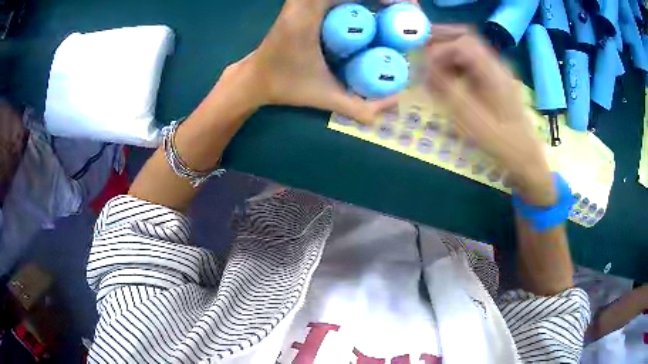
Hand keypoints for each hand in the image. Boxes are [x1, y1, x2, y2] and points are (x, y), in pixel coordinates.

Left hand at [231, 0, 401, 123]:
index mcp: (305, 16)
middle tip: (407, 8)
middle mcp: (303, 2)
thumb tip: (397, 103)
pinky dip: (359, 1)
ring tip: (396, 10)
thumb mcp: (325, 97)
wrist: (256, 78)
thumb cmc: (285, 86)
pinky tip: (376, 9)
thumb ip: (360, 107)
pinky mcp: (306, 3)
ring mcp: (303, 1)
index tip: (406, 7)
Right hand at [425, 26, 554, 204]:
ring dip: (448, 54)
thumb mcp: (470, 117)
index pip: (464, 43)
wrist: (524, 156)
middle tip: (422, 52)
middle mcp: (496, 66)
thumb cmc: (500, 141)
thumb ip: (447, 89)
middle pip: (466, 39)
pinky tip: (448, 78)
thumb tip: (425, 69)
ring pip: (469, 51)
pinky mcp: (496, 82)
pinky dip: (457, 65)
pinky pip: (473, 64)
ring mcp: (497, 73)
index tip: (426, 66)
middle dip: (442, 43)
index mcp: (493, 72)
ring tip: (432, 66)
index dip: (441, 49)